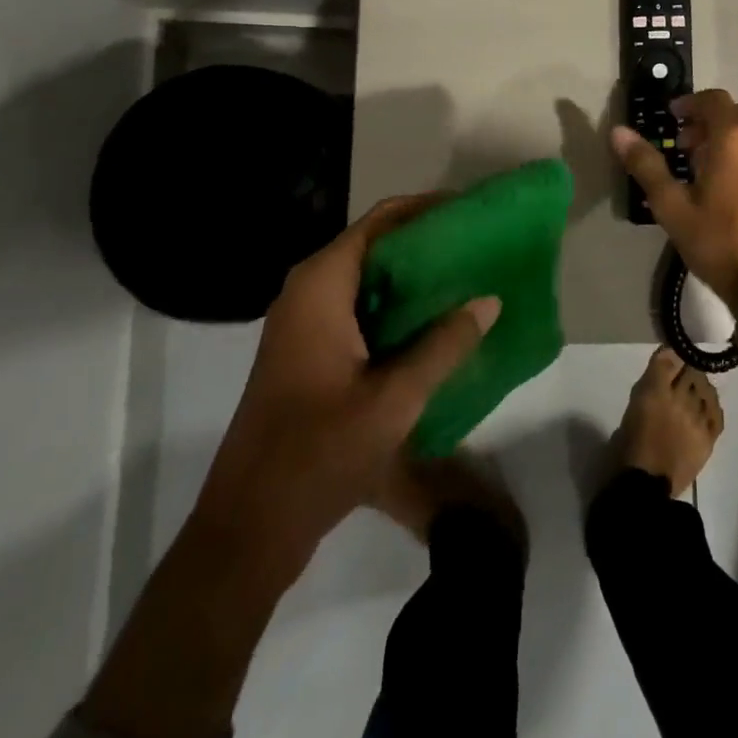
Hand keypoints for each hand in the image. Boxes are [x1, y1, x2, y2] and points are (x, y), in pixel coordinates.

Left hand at [80, 195, 498, 737]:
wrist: (248, 529)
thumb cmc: (317, 454)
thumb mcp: (393, 400)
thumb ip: (443, 345)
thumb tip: (489, 300)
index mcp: (321, 285)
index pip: (381, 220)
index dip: (427, 209)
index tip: (472, 212)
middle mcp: (309, 292)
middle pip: (376, 245)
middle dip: (427, 243)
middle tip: (479, 247)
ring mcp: (306, 324)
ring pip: (369, 280)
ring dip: (415, 279)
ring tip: (469, 279)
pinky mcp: (310, 353)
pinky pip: (361, 310)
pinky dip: (398, 309)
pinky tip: (438, 326)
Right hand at [611, 89, 737, 311]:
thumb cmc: (718, 241)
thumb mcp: (672, 206)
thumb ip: (646, 165)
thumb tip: (619, 132)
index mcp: (736, 138)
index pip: (713, 99)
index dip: (690, 103)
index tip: (671, 117)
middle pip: (734, 114)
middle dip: (707, 122)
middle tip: (683, 145)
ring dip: (726, 140)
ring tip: (703, 168)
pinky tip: (729, 187)